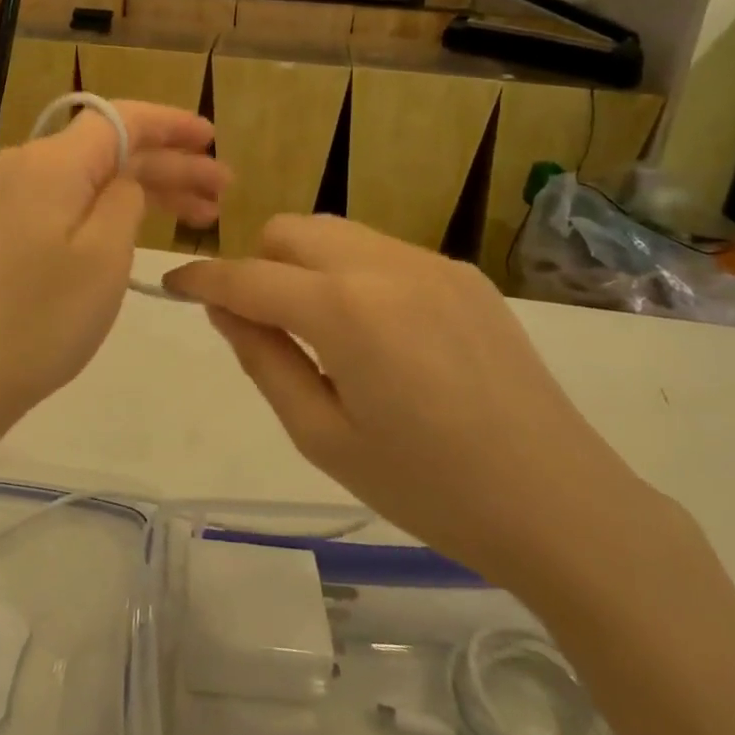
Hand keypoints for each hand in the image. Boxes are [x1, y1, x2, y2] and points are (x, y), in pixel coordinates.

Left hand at [0, 101, 226, 450]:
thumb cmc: (44, 317)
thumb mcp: (105, 254)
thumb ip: (126, 197)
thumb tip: (126, 179)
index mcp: (50, 161)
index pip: (121, 119)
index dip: (171, 124)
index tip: (214, 137)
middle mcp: (26, 164)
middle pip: (110, 148)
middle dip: (170, 164)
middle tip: (224, 192)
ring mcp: (12, 196)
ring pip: (93, 176)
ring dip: (147, 189)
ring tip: (203, 215)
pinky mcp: (8, 226)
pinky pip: (71, 200)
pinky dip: (112, 209)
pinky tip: (146, 227)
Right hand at [163, 215, 656, 588]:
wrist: (561, 504)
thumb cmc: (428, 487)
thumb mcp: (323, 436)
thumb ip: (263, 358)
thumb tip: (224, 308)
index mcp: (344, 309)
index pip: (247, 276)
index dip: (201, 278)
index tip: (173, 283)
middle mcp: (384, 264)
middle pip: (289, 230)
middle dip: (258, 264)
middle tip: (262, 323)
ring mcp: (431, 263)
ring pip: (335, 232)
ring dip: (305, 264)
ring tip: (319, 328)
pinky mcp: (464, 274)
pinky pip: (382, 251)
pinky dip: (353, 273)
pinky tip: (378, 333)